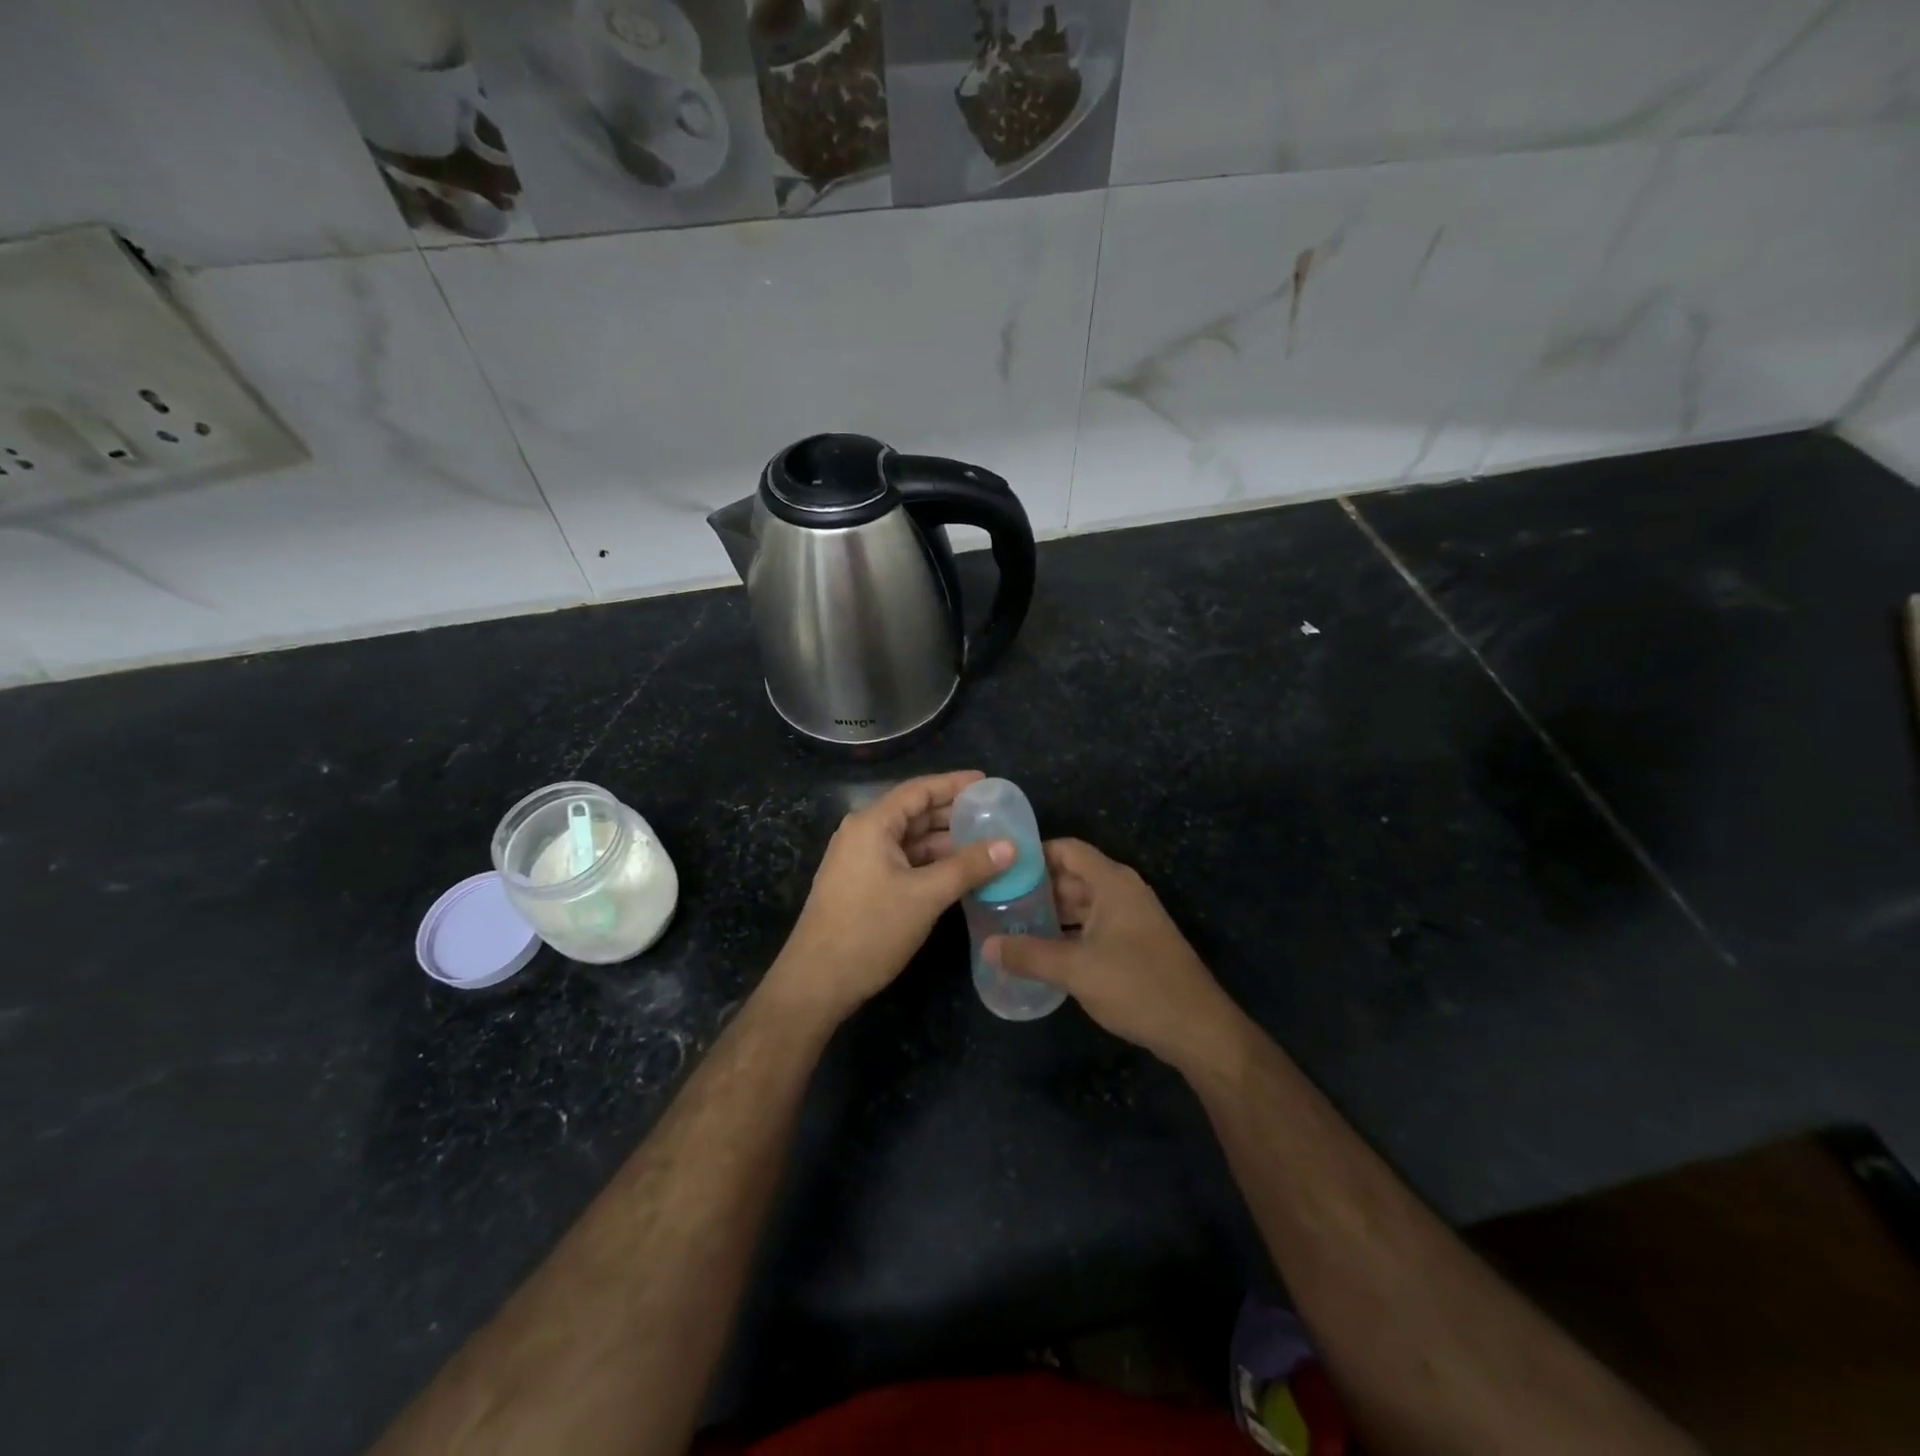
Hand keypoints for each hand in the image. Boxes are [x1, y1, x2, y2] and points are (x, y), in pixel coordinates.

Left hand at [764, 771, 1012, 1024]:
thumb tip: (1010, 845)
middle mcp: (863, 833)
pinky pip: (903, 861)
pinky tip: (959, 872)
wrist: (817, 982)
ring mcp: (860, 860)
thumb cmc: (870, 930)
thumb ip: (969, 867)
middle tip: (994, 815)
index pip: (919, 790)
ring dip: (944, 842)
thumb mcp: (926, 896)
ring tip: (986, 844)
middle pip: (914, 813)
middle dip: (953, 814)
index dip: (954, 784)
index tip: (988, 783)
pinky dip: (930, 862)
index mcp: (872, 824)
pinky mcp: (862, 884)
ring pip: (910, 840)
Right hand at [985, 839, 1243, 1073]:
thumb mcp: (1075, 970)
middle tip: (996, 900)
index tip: (1000, 868)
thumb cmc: (1137, 985)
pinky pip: (1092, 925)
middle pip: (1071, 876)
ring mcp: (1130, 917)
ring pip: (1081, 903)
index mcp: (1112, 882)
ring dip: (1050, 912)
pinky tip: (1041, 949)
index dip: (1033, 854)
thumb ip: (1029, 955)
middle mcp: (1122, 891)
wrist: (1197, 1028)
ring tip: (1010, 924)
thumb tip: (987, 947)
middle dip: (1035, 887)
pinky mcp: (1134, 943)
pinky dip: (1067, 931)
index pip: (1066, 849)